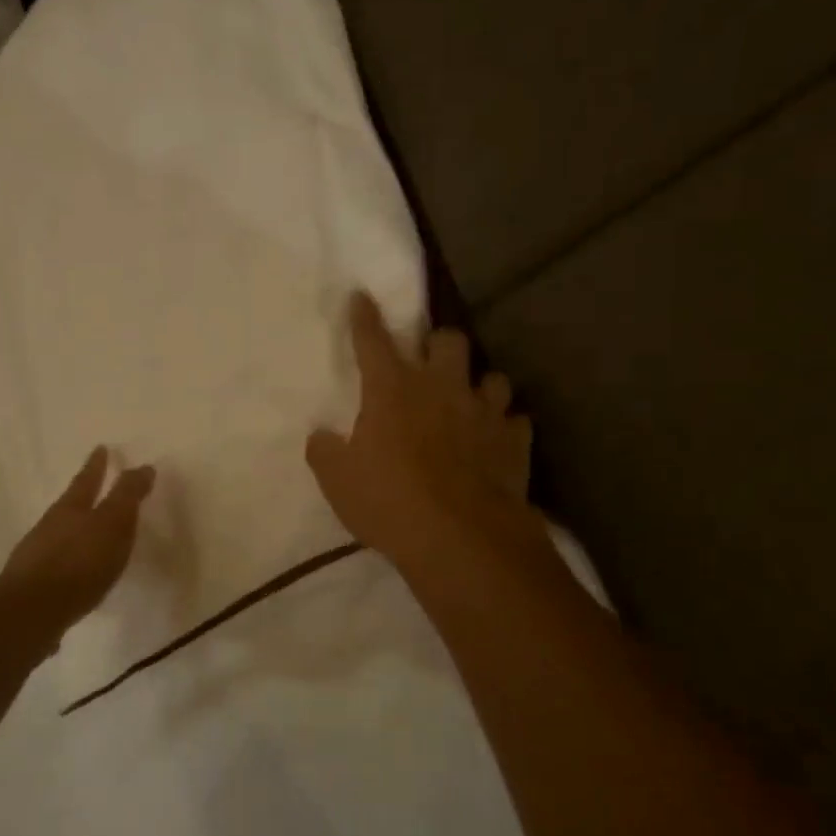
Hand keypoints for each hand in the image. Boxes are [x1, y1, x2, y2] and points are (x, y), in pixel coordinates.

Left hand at [0, 447, 155, 630]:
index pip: (87, 480)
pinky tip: (76, 580)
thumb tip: (143, 466)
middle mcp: (49, 527)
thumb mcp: (113, 524)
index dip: (97, 465)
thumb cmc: (79, 562)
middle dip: (82, 497)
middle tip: (93, 489)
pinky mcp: (33, 588)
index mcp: (70, 508)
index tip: (101, 448)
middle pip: (69, 506)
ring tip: (88, 538)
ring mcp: (36, 557)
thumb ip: (128, 496)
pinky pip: (56, 568)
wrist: (31, 612)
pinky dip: (68, 566)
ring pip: (59, 537)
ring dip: (74, 534)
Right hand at [307, 293, 539, 570]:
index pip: (373, 340)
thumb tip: (320, 435)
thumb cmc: (389, 502)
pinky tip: (496, 441)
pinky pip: (515, 421)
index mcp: (392, 389)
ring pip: (493, 376)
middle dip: (439, 344)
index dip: (364, 316)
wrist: (460, 539)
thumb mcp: (338, 481)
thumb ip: (324, 451)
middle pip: (449, 340)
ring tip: (470, 402)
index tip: (361, 296)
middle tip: (430, 364)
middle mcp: (441, 387)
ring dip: (479, 386)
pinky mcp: (514, 440)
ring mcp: (483, 412)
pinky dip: (505, 427)